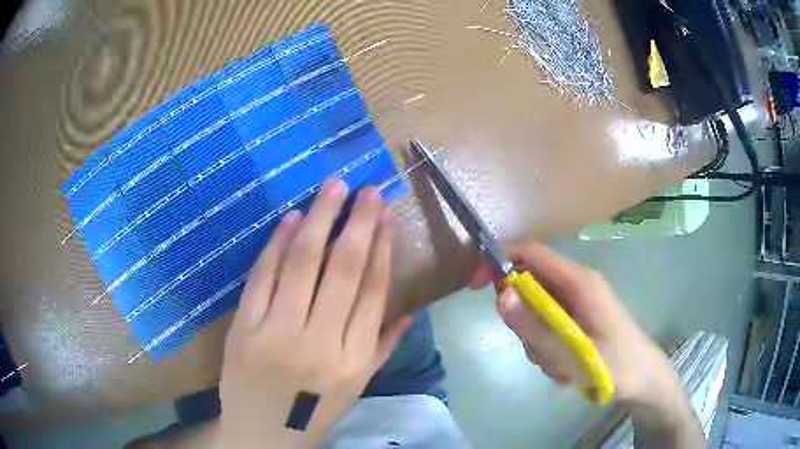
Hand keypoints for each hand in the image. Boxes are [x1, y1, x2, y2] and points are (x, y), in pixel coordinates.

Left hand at [217, 180, 411, 447]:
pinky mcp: (244, 328)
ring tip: (333, 189)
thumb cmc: (312, 412)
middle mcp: (320, 343)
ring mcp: (278, 334)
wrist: (261, 435)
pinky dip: (278, 244)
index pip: (373, 292)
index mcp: (354, 360)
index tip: (386, 219)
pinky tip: (292, 219)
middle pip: (343, 270)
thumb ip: (382, 348)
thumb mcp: (355, 388)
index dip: (382, 250)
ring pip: (302, 265)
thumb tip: (407, 312)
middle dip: (358, 223)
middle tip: (367, 189)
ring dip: (320, 220)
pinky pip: (263, 277)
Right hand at [469, 243, 681, 408]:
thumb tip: (501, 294)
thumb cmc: (615, 366)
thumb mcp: (572, 354)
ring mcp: (579, 302)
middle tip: (537, 349)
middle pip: (530, 286)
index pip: (531, 253)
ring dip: (536, 340)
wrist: (643, 379)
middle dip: (523, 320)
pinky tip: (565, 367)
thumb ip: (536, 328)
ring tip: (558, 365)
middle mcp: (577, 285)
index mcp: (580, 282)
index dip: (500, 260)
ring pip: (536, 312)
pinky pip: (549, 325)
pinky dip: (548, 347)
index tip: (476, 286)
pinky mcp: (579, 318)